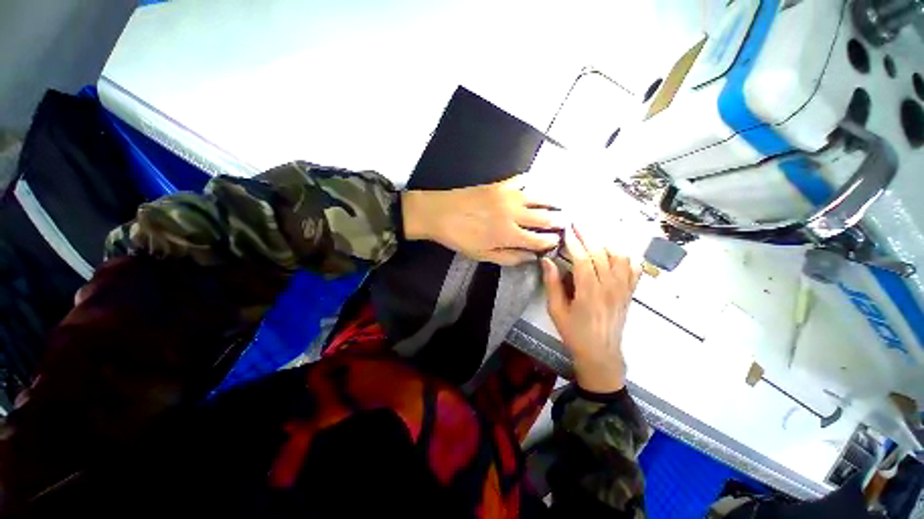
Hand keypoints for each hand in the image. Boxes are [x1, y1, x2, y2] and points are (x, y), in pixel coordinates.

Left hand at [401, 175, 563, 264]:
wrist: (438, 213)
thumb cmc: (460, 238)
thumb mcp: (483, 255)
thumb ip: (509, 257)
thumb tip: (532, 257)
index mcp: (509, 235)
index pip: (539, 239)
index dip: (551, 241)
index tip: (557, 241)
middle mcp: (514, 213)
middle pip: (545, 217)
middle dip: (560, 221)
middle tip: (568, 222)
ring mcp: (508, 195)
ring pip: (540, 196)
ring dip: (554, 201)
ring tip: (563, 203)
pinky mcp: (500, 184)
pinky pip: (523, 179)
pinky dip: (533, 182)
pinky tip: (538, 185)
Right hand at [541, 226, 640, 393]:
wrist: (601, 354)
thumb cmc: (574, 333)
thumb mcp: (556, 310)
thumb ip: (552, 284)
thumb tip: (547, 260)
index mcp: (589, 292)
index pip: (583, 259)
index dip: (574, 242)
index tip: (566, 229)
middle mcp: (610, 287)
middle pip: (601, 253)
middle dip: (588, 235)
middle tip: (578, 222)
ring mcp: (623, 289)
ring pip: (620, 257)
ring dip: (606, 241)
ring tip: (593, 232)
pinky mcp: (630, 293)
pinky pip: (634, 268)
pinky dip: (626, 255)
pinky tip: (615, 249)